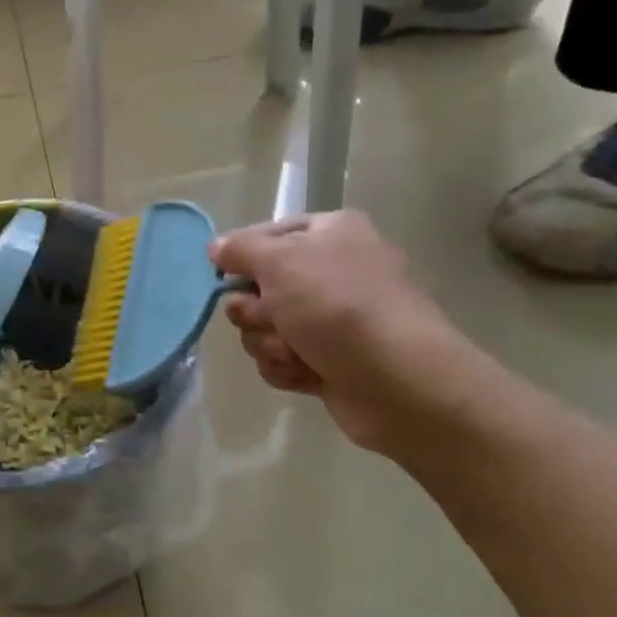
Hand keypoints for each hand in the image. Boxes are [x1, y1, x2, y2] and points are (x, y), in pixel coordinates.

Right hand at [211, 210, 464, 450]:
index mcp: (330, 234)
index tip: (225, 274)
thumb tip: (216, 248)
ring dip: (268, 342)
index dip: (241, 257)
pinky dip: (286, 367)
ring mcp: (332, 319)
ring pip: (264, 326)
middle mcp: (332, 271)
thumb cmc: (338, 306)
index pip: (264, 235)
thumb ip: (240, 249)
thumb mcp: (280, 261)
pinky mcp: (329, 360)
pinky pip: (281, 358)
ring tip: (296, 352)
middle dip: (254, 310)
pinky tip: (307, 373)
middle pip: (258, 286)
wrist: (399, 382)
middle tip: (272, 318)